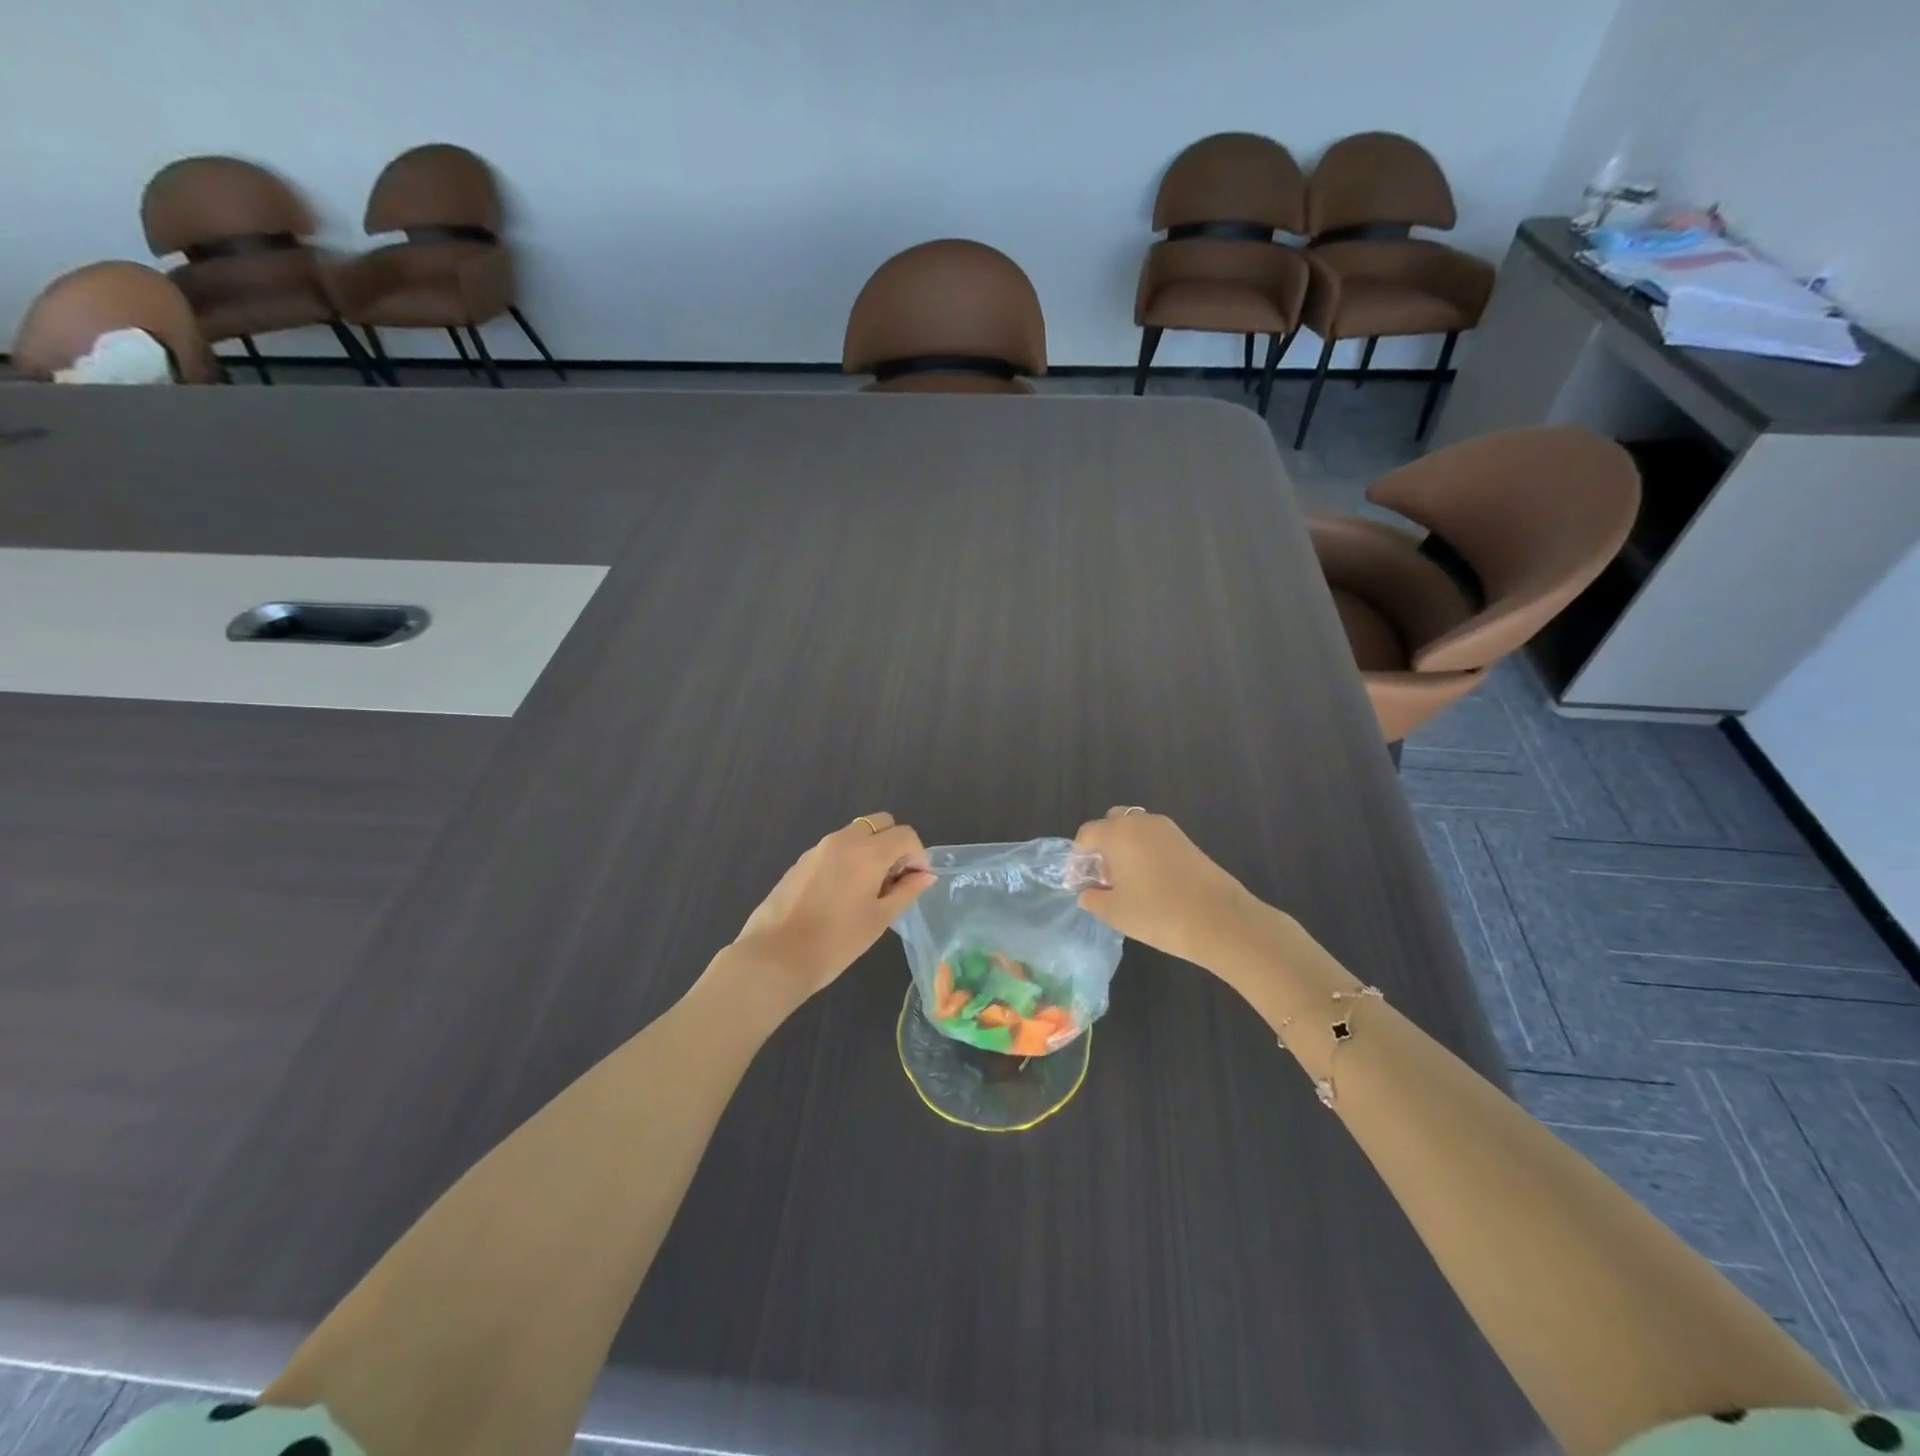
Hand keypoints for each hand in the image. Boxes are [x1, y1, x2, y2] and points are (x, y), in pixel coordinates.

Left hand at [729, 813, 933, 1006]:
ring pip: (856, 834)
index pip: (905, 834)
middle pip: (880, 823)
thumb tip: (925, 875)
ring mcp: (819, 848)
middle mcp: (843, 840)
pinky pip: (835, 848)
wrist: (775, 956)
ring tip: (869, 890)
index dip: (918, 855)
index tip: (916, 881)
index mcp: (868, 852)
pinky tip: (842, 895)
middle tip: (894, 879)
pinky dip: (849, 859)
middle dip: (895, 844)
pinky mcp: (801, 861)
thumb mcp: (879, 918)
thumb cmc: (836, 941)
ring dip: (871, 851)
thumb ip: (906, 891)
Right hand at [1073, 807, 1255, 968]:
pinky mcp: (1187, 841)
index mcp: (1118, 833)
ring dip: (1125, 848)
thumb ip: (1093, 899)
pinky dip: (1145, 853)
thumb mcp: (1115, 912)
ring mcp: (1168, 829)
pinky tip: (1150, 882)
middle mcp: (1141, 822)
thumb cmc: (1158, 913)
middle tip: (1103, 877)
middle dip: (1102, 846)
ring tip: (1126, 882)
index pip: (1086, 834)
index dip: (1077, 858)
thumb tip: (1087, 892)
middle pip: (1112, 823)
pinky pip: (1155, 839)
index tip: (1078, 882)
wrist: (1220, 920)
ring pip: (1135, 830)